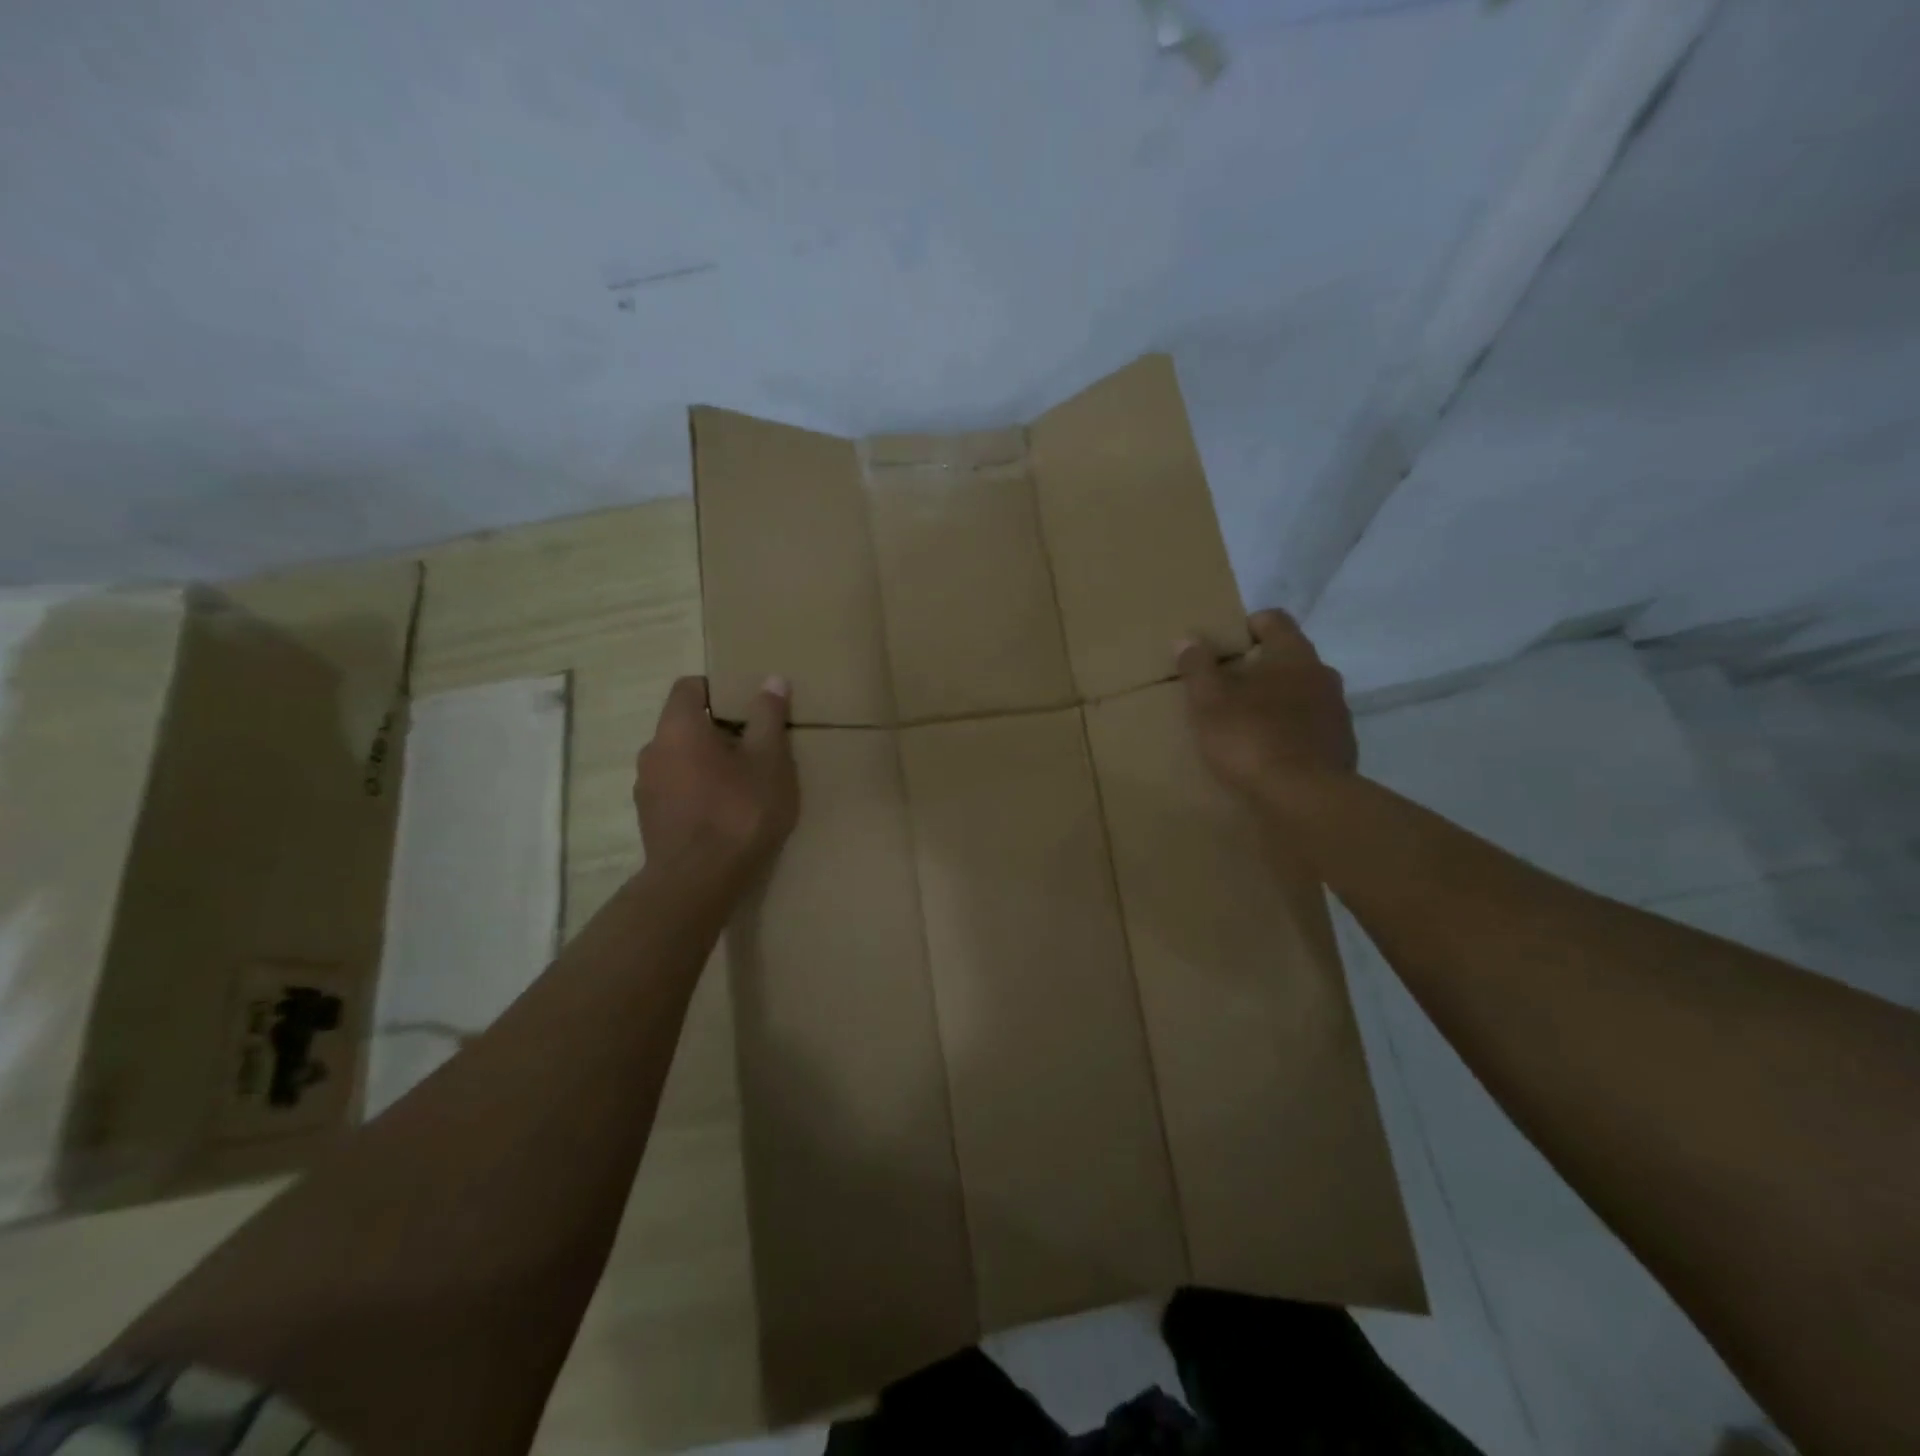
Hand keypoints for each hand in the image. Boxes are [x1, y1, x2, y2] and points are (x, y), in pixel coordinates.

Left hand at [635, 676, 798, 875]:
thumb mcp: (769, 760)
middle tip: (755, 747)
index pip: (689, 687)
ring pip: (679, 759)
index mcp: (679, 727)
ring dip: (706, 763)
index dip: (718, 689)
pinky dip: (697, 791)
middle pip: (685, 725)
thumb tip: (772, 679)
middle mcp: (652, 750)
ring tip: (743, 783)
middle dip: (719, 730)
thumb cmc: (739, 811)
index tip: (747, 705)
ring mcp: (645, 787)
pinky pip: (675, 789)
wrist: (698, 882)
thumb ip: (769, 717)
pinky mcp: (649, 819)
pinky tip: (724, 813)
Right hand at [1176, 610, 1356, 798]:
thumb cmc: (1251, 737)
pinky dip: (1289, 732)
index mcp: (1293, 654)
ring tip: (1245, 725)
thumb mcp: (1209, 701)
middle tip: (1225, 690)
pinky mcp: (1341, 746)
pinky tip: (1268, 754)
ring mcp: (1337, 711)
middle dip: (1257, 669)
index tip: (1221, 648)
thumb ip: (1197, 666)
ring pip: (1300, 693)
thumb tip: (1187, 639)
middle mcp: (1323, 674)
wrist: (1304, 799)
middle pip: (1287, 658)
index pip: (1273, 619)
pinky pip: (1310, 727)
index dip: (1245, 627)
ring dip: (1275, 702)